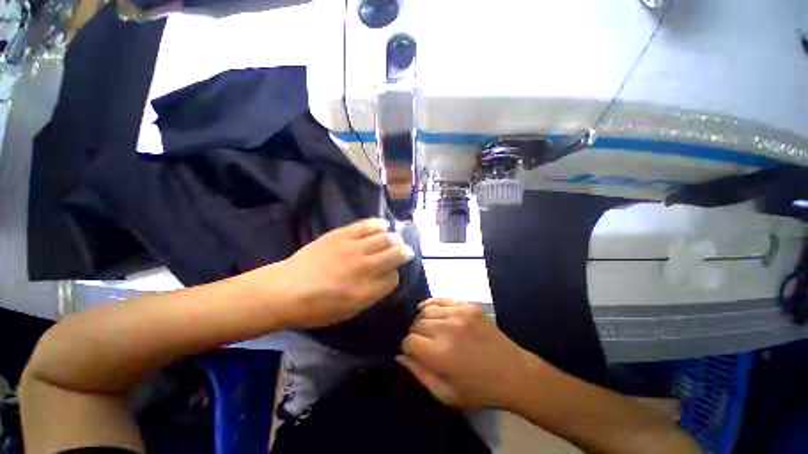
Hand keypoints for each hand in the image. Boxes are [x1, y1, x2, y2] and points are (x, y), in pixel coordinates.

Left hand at [275, 218, 414, 327]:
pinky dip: (379, 224)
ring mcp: (353, 249)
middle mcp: (365, 268)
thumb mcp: (349, 311)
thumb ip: (373, 294)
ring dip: (394, 239)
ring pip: (385, 239)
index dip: (395, 275)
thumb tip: (388, 277)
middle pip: (395, 255)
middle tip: (405, 251)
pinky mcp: (342, 235)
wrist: (285, 289)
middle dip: (403, 253)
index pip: (394, 278)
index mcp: (367, 292)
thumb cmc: (317, 308)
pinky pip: (367, 225)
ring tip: (395, 239)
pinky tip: (384, 225)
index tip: (391, 274)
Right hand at [399, 299, 542, 408]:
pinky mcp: (468, 306)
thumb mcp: (447, 395)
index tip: (413, 352)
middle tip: (422, 342)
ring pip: (426, 310)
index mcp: (440, 355)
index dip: (407, 348)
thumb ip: (419, 375)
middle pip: (416, 323)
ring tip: (428, 328)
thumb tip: (399, 356)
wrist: (514, 373)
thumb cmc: (479, 390)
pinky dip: (431, 303)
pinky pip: (441, 298)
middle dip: (415, 333)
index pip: (409, 341)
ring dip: (422, 319)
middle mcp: (446, 329)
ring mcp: (458, 314)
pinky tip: (429, 309)